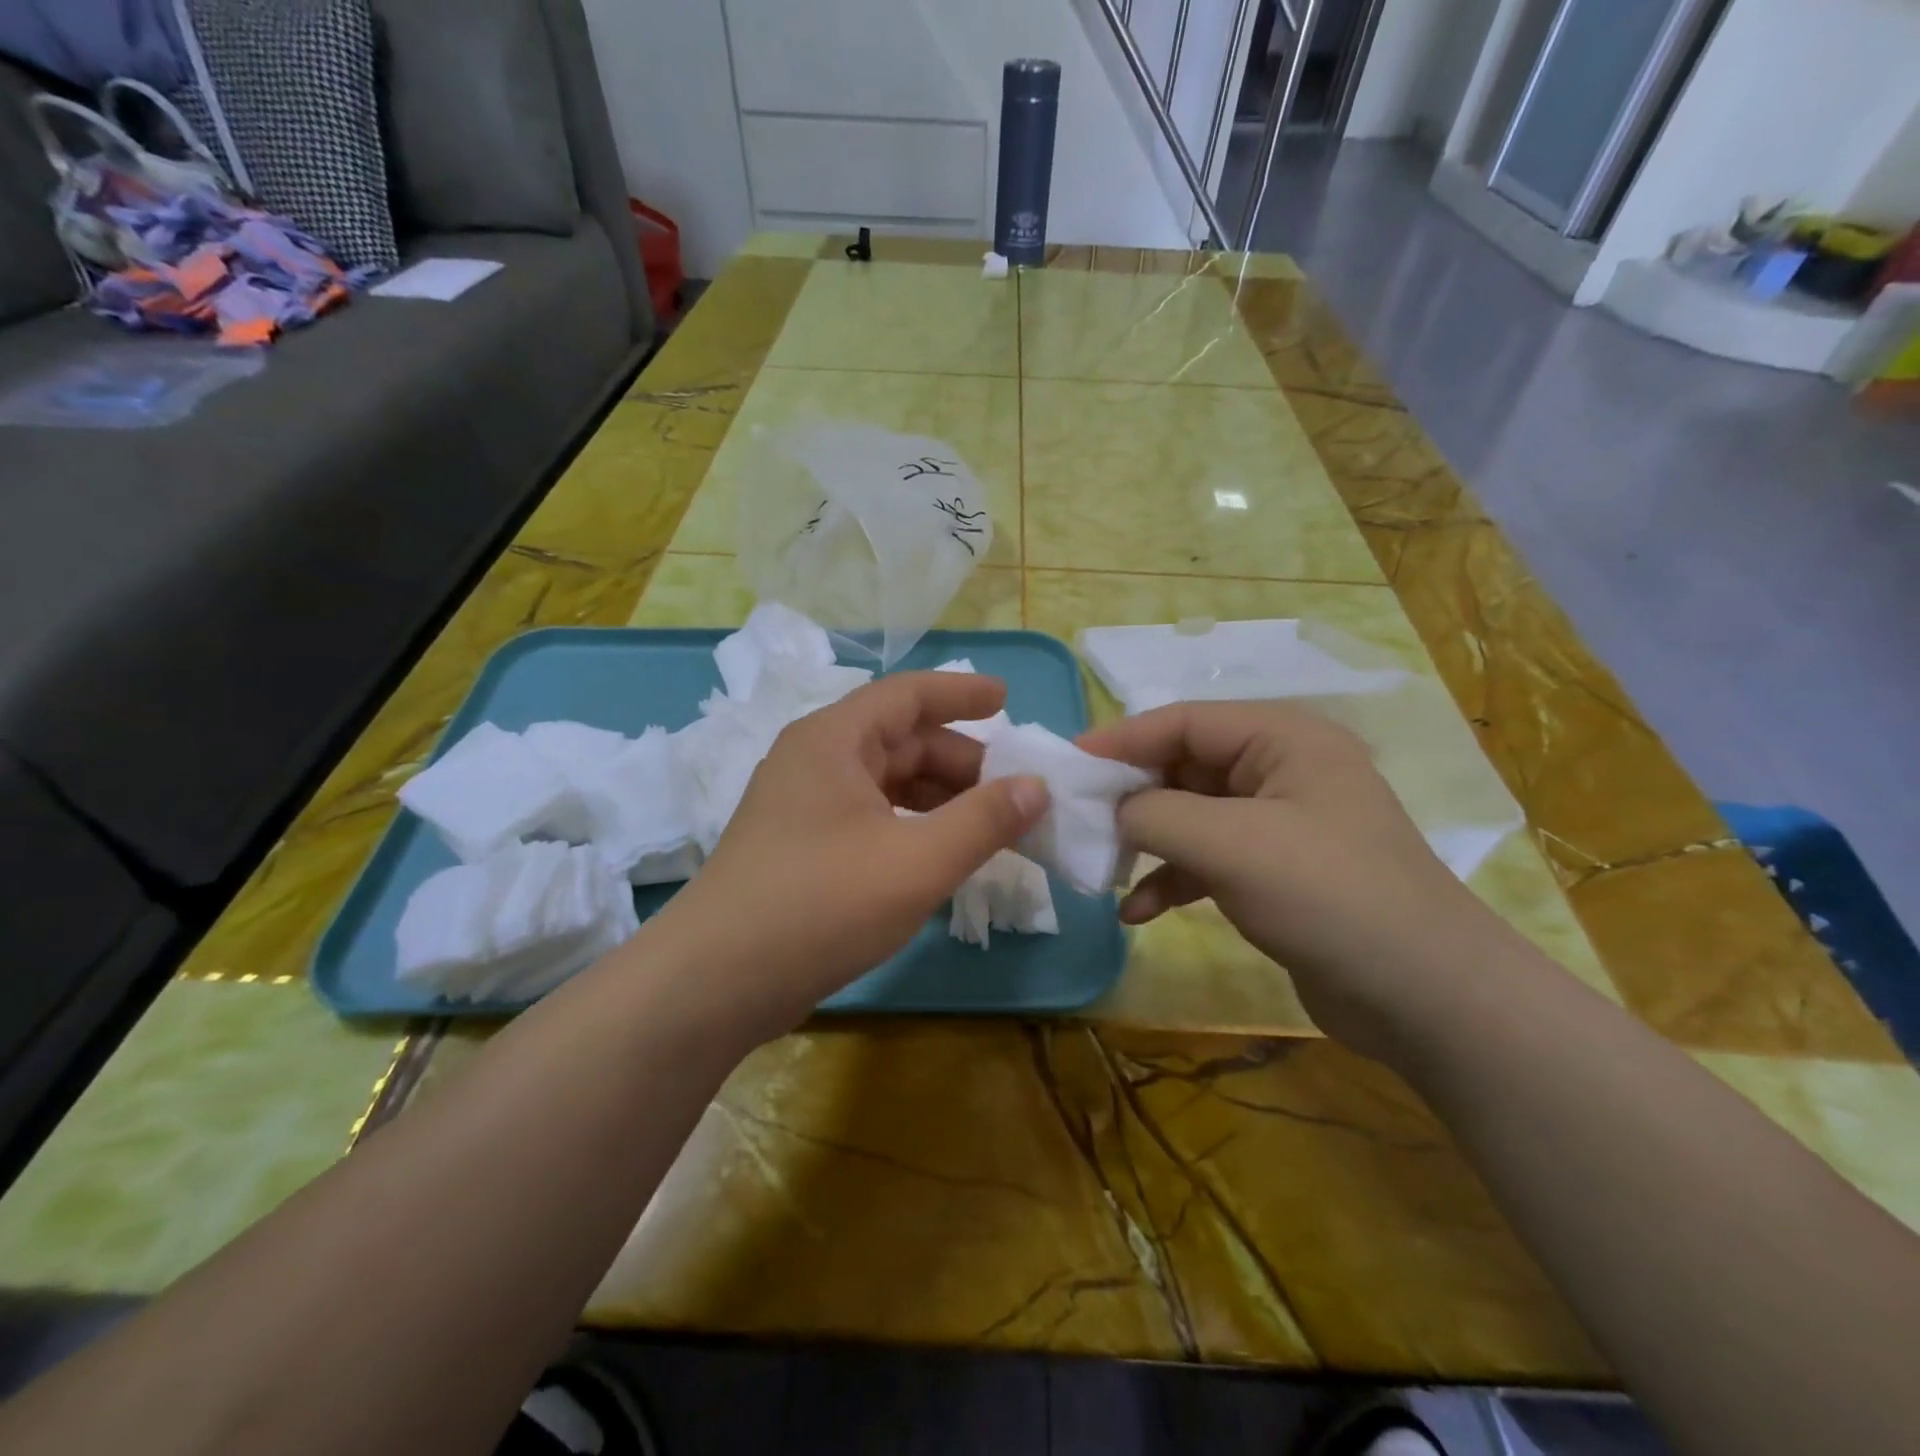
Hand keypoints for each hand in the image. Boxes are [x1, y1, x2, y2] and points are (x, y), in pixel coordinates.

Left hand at [654, 672, 1048, 1036]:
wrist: (714, 984)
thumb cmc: (820, 904)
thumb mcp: (917, 862)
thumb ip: (984, 821)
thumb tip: (1037, 787)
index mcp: (834, 740)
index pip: (907, 694)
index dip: (961, 693)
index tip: (1009, 700)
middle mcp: (815, 760)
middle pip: (901, 741)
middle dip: (962, 761)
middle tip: (1016, 789)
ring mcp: (803, 806)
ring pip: (887, 783)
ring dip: (940, 798)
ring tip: (991, 824)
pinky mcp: (801, 848)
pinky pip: (871, 817)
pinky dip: (913, 826)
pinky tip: (941, 854)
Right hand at [1078, 701, 1506, 1055]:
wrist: (1426, 998)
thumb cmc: (1329, 895)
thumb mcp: (1232, 844)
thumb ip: (1156, 814)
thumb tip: (1111, 811)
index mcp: (1283, 739)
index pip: (1185, 720)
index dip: (1122, 739)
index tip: (1067, 762)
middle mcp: (1280, 771)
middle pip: (1183, 767)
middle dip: (1131, 798)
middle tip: (1078, 823)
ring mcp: (1278, 825)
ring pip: (1190, 817)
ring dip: (1147, 843)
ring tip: (1104, 872)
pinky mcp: (1273, 873)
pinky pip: (1206, 860)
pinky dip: (1172, 879)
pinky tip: (1139, 913)